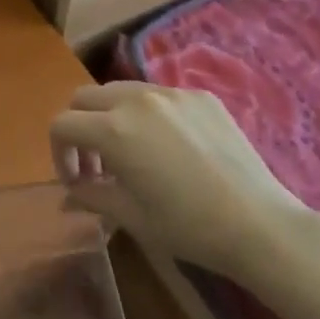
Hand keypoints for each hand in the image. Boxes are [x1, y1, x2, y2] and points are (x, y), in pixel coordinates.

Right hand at [49, 82, 310, 283]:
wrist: (260, 225)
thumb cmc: (188, 227)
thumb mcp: (131, 217)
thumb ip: (91, 196)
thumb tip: (71, 192)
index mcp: (113, 129)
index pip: (62, 124)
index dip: (59, 153)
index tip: (75, 181)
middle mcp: (135, 99)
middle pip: (85, 97)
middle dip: (80, 128)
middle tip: (96, 165)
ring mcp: (169, 92)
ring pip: (121, 90)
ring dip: (111, 116)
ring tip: (131, 153)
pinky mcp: (199, 95)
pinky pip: (159, 96)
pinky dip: (149, 115)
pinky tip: (172, 149)